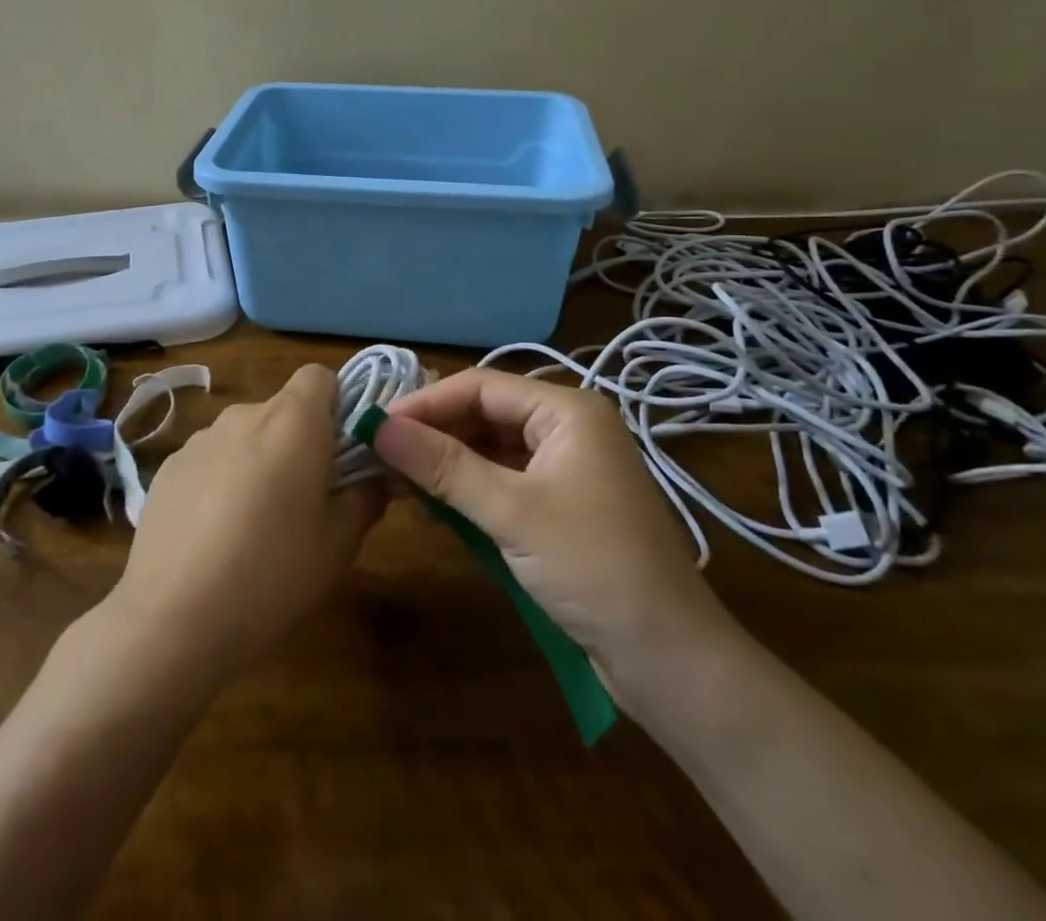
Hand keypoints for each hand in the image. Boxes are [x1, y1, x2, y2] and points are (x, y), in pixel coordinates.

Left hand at [105, 364, 385, 682]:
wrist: (171, 619)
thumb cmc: (271, 574)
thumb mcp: (339, 544)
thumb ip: (366, 497)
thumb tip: (375, 476)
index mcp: (292, 422)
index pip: (320, 377)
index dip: (337, 404)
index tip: (341, 450)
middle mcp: (244, 415)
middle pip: (283, 409)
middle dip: (299, 442)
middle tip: (307, 500)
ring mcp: (200, 440)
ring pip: (245, 436)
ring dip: (259, 462)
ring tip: (255, 527)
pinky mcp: (168, 469)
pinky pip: (210, 461)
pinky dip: (221, 482)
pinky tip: (214, 538)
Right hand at [377, 369, 733, 687]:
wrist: (668, 658)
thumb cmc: (592, 566)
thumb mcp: (510, 511)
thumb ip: (443, 466)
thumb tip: (379, 427)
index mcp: (567, 410)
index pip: (481, 387)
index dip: (426, 402)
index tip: (377, 425)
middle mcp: (568, 427)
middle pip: (486, 414)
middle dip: (435, 433)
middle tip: (381, 454)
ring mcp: (568, 467)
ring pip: (493, 449)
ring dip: (448, 464)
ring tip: (398, 479)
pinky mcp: (563, 504)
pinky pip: (505, 481)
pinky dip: (470, 490)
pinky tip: (435, 505)